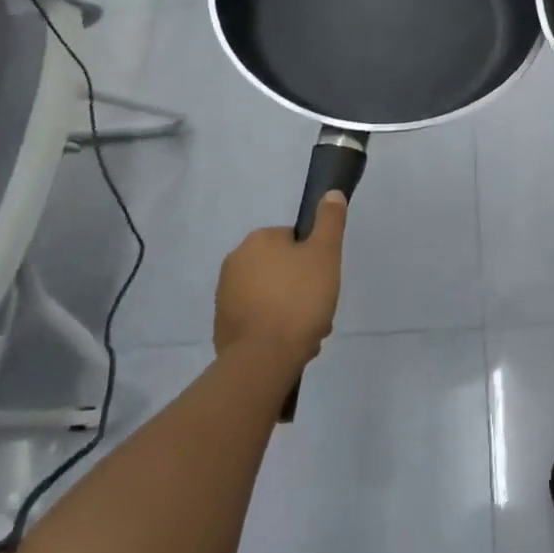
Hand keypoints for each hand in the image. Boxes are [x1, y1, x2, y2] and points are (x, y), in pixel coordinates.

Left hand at [214, 192, 347, 368]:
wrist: (262, 359)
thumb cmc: (298, 300)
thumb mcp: (325, 254)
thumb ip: (330, 221)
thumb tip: (331, 193)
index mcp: (258, 240)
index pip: (294, 241)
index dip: (314, 261)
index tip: (324, 282)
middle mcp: (235, 261)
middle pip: (282, 269)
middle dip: (302, 289)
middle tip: (319, 311)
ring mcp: (225, 296)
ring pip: (271, 296)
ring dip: (289, 311)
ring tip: (307, 334)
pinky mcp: (222, 327)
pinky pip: (256, 319)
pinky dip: (272, 329)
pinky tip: (287, 346)